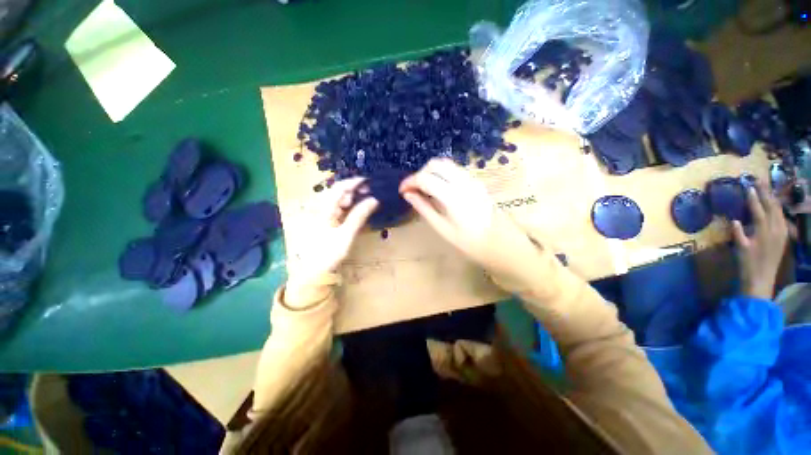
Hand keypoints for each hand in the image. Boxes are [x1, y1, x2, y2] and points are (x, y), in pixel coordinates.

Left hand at [286, 178, 377, 306]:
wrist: (314, 271)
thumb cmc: (328, 253)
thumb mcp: (346, 235)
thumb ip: (359, 216)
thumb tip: (374, 199)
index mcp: (323, 209)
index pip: (339, 188)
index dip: (354, 182)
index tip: (370, 181)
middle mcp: (322, 208)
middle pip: (339, 192)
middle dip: (356, 190)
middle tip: (372, 192)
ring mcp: (324, 215)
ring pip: (341, 200)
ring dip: (354, 198)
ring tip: (369, 200)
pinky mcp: (328, 221)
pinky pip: (341, 209)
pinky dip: (351, 207)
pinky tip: (360, 209)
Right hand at [399, 159, 541, 290]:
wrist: (505, 246)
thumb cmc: (472, 244)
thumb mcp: (444, 229)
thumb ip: (424, 208)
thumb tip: (408, 194)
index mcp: (453, 196)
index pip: (425, 178)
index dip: (409, 181)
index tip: (402, 191)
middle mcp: (464, 182)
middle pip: (436, 163)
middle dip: (420, 173)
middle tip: (414, 190)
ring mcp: (473, 180)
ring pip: (447, 164)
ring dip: (432, 172)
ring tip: (425, 190)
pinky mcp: (478, 182)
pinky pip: (456, 170)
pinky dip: (443, 174)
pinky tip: (440, 190)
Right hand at [733, 181, 788, 299]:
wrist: (761, 279)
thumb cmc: (747, 264)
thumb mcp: (739, 249)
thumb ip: (738, 233)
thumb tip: (734, 220)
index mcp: (764, 232)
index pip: (759, 211)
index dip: (754, 198)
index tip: (749, 187)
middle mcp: (775, 229)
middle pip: (772, 208)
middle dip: (766, 194)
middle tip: (759, 181)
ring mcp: (781, 233)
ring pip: (779, 211)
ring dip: (772, 200)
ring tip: (767, 190)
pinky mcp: (783, 237)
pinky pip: (782, 218)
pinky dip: (777, 210)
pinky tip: (775, 207)